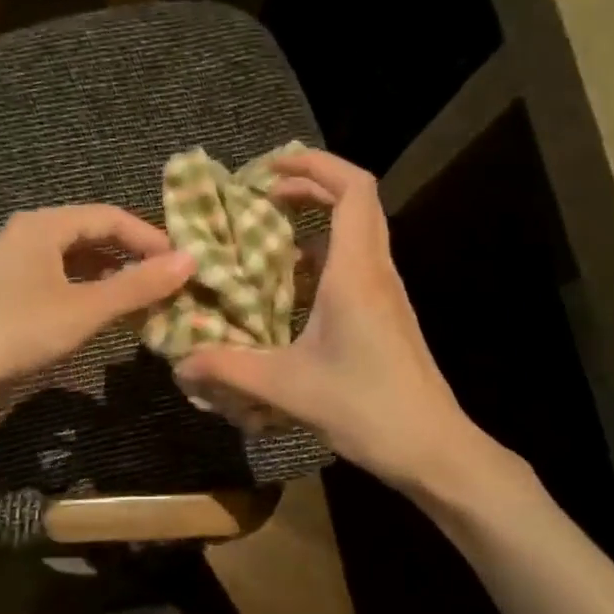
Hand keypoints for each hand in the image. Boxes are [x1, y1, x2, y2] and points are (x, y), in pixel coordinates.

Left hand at [0, 205, 194, 392]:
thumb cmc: (18, 330)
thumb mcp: (85, 308)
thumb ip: (138, 285)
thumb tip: (190, 261)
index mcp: (44, 225)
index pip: (110, 216)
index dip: (150, 238)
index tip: (182, 265)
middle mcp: (28, 234)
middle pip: (92, 234)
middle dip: (132, 256)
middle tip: (167, 282)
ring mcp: (15, 264)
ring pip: (76, 259)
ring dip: (112, 276)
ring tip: (144, 299)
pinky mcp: (8, 292)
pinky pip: (60, 279)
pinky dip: (88, 291)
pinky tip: (105, 313)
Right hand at [173, 149, 486, 489]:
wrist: (432, 448)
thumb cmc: (367, 408)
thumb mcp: (287, 387)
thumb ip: (229, 369)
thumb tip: (180, 362)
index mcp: (357, 273)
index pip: (353, 188)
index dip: (314, 165)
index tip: (269, 170)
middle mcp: (376, 272)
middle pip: (355, 202)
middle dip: (308, 187)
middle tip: (259, 199)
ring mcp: (385, 294)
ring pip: (355, 234)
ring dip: (315, 223)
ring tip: (265, 238)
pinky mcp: (385, 315)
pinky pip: (354, 266)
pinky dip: (321, 259)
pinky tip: (288, 289)